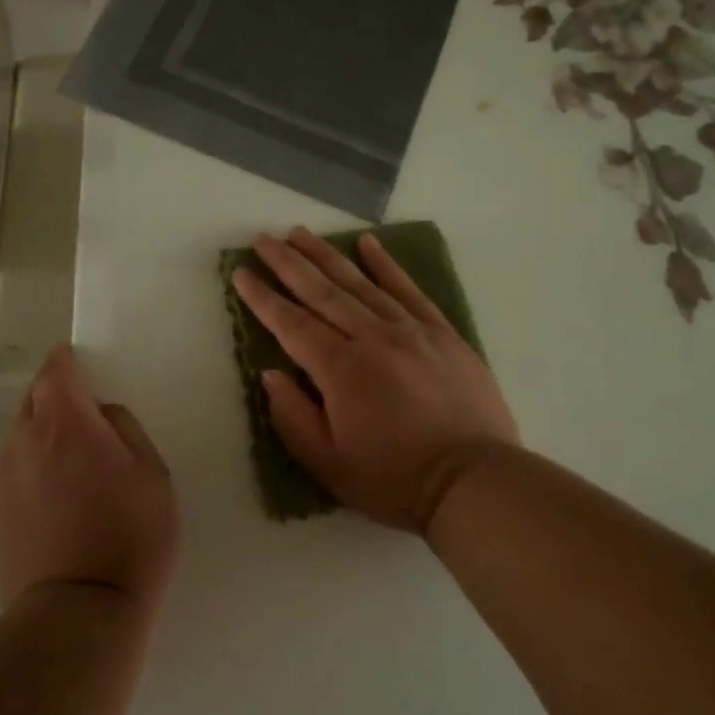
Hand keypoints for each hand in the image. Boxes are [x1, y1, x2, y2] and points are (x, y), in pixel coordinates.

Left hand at [0, 345, 180, 613]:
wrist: (77, 613)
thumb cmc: (129, 536)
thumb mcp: (152, 474)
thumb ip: (125, 430)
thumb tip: (101, 415)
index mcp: (65, 423)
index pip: (55, 372)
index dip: (66, 361)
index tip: (78, 361)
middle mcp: (25, 441)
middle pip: (33, 398)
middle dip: (54, 392)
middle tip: (84, 408)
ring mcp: (6, 477)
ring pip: (21, 432)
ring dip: (43, 427)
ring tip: (73, 449)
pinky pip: (16, 464)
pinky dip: (34, 459)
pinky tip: (58, 484)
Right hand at [233, 228, 517, 535]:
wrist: (474, 481)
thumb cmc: (395, 479)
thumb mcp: (329, 464)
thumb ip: (293, 416)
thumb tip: (271, 373)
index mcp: (341, 369)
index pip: (291, 323)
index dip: (262, 297)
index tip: (240, 272)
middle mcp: (372, 337)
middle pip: (321, 292)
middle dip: (287, 263)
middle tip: (262, 239)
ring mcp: (411, 330)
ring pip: (360, 283)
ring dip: (326, 255)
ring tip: (300, 233)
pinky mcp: (442, 333)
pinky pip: (408, 289)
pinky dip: (386, 265)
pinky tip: (368, 244)